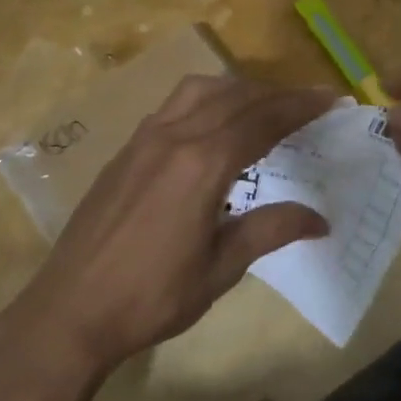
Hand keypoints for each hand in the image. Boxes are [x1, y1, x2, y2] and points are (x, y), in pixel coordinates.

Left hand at [10, 76, 333, 373]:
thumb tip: (320, 219)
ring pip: (199, 90)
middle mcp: (173, 137)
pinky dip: (205, 100)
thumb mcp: (220, 269)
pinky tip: (212, 127)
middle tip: (308, 104)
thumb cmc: (151, 297)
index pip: (262, 120)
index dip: (300, 107)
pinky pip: (173, 105)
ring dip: (238, 90)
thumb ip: (270, 231)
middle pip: (235, 97)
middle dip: (277, 95)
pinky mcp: (126, 150)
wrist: (70, 310)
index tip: (330, 98)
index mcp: (202, 164)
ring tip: (263, 108)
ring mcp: (144, 139)